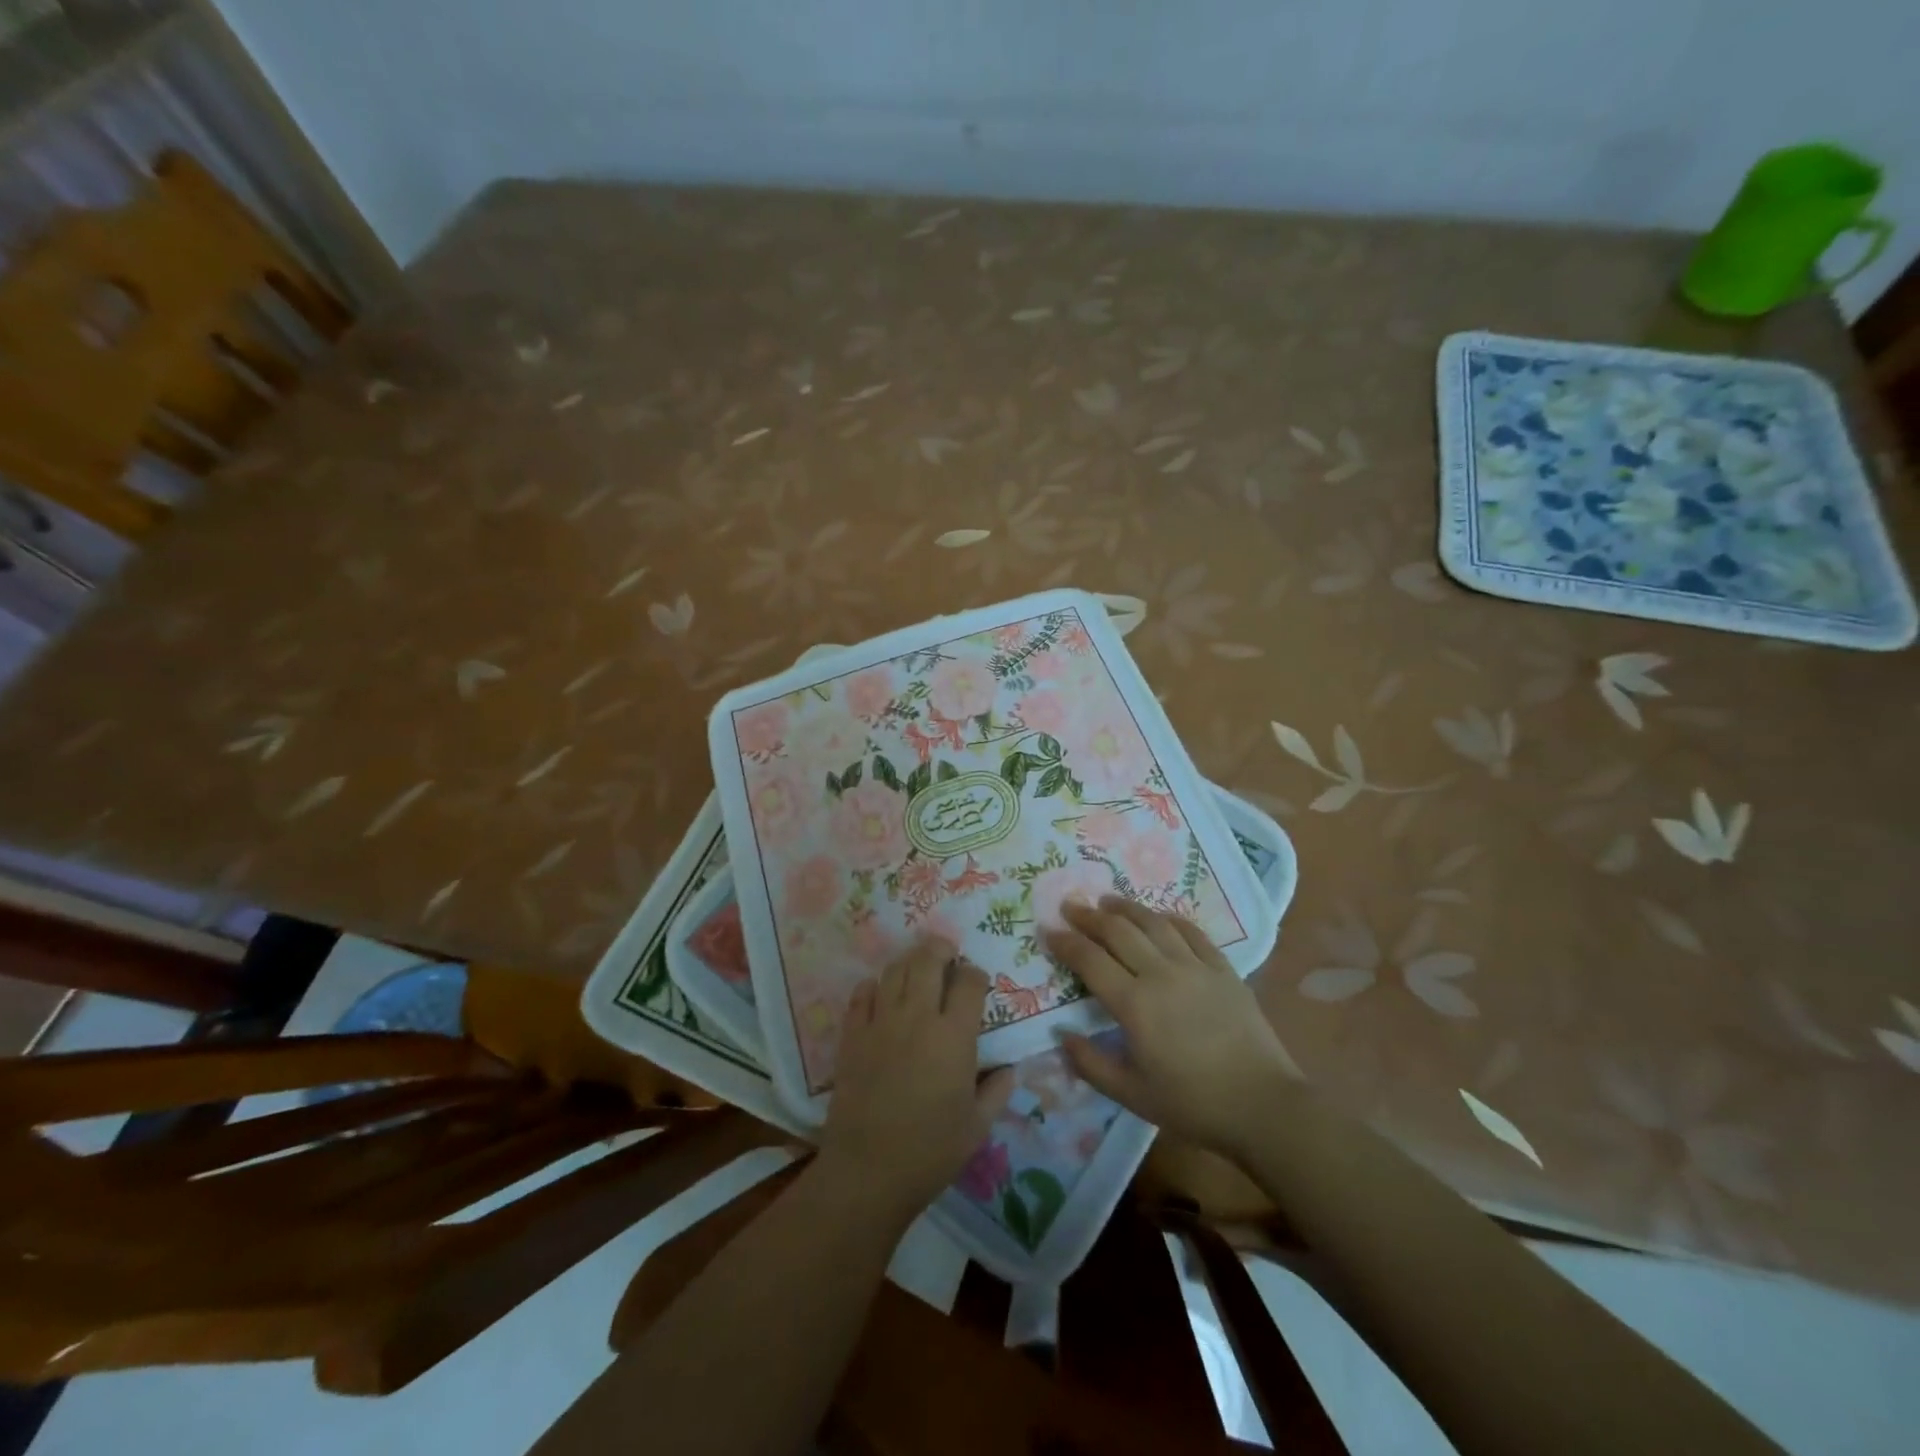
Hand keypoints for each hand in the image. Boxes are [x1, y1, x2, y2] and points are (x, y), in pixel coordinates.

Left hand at [817, 940, 1014, 1223]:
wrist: (868, 1171)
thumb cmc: (931, 1151)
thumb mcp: (977, 1127)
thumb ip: (997, 1091)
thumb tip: (1009, 1068)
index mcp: (954, 1036)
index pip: (969, 982)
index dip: (975, 974)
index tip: (977, 981)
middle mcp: (918, 1017)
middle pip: (928, 960)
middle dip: (941, 949)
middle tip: (946, 954)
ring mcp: (881, 1022)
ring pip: (895, 970)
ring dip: (909, 962)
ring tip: (917, 968)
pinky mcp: (852, 1035)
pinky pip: (861, 994)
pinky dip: (872, 986)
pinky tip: (878, 992)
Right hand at [1047, 897, 1300, 1158]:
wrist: (1263, 1105)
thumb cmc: (1192, 1103)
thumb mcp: (1131, 1094)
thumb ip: (1091, 1064)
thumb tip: (1062, 1036)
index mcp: (1134, 1004)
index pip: (1090, 960)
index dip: (1066, 943)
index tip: (1049, 930)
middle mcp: (1161, 974)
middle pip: (1118, 931)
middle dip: (1090, 916)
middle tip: (1071, 905)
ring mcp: (1195, 967)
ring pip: (1154, 923)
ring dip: (1127, 908)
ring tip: (1108, 900)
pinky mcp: (1223, 969)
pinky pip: (1192, 933)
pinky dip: (1171, 919)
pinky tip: (1160, 917)